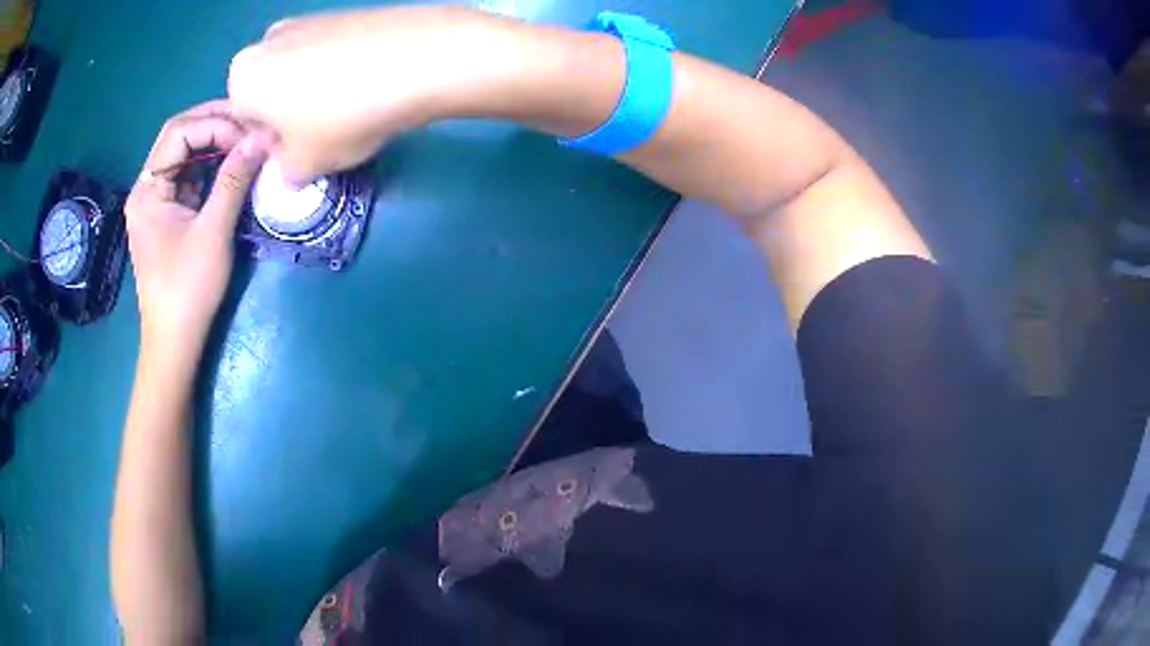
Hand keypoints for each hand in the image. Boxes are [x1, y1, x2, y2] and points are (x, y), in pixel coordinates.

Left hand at [125, 101, 268, 350]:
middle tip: (250, 123)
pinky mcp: (166, 216)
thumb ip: (233, 180)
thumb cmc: (187, 290)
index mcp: (147, 190)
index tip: (248, 136)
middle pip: (178, 137)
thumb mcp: (213, 232)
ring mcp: (155, 203)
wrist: (174, 341)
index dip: (215, 125)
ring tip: (246, 138)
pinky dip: (210, 165)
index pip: (179, 133)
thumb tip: (260, 138)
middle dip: (215, 123)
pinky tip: (231, 165)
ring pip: (183, 154)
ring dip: (214, 141)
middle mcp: (146, 189)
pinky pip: (188, 176)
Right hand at [228, 6, 524, 182]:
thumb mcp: (303, 166)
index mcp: (242, 77)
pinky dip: (342, 70)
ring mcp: (307, 19)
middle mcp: (267, 40)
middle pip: (271, 94)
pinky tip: (371, 81)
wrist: (420, 57)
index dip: (274, 145)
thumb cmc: (343, 117)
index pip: (245, 124)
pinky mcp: (344, 11)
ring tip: (356, 106)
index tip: (303, 151)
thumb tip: (289, 163)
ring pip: (301, 73)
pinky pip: (331, 52)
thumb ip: (282, 172)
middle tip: (329, 131)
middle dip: (292, 117)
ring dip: (318, 94)